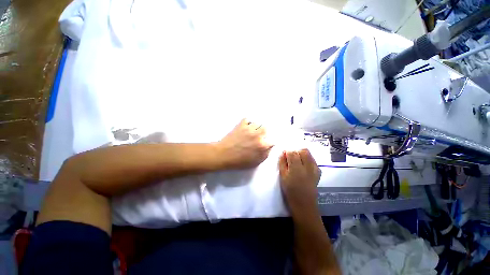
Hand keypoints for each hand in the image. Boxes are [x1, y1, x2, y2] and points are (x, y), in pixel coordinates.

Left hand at [216, 119, 272, 168]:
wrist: (224, 155)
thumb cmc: (239, 161)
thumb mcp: (255, 162)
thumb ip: (265, 154)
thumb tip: (269, 147)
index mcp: (262, 146)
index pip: (272, 140)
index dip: (269, 142)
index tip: (265, 143)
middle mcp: (258, 135)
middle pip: (265, 129)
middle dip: (263, 133)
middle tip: (257, 137)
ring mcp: (249, 129)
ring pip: (257, 123)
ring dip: (255, 128)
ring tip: (250, 132)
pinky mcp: (241, 125)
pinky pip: (247, 120)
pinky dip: (247, 123)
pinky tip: (245, 128)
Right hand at [279, 149, 320, 214]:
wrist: (304, 203)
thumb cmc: (290, 190)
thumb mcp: (282, 176)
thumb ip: (282, 163)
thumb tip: (283, 152)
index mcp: (296, 167)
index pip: (292, 152)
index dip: (287, 152)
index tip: (284, 155)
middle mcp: (307, 166)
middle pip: (303, 150)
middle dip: (296, 151)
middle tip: (291, 157)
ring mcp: (314, 168)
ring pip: (309, 154)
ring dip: (302, 154)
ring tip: (297, 160)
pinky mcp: (318, 171)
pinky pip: (313, 160)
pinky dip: (308, 159)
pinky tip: (303, 165)